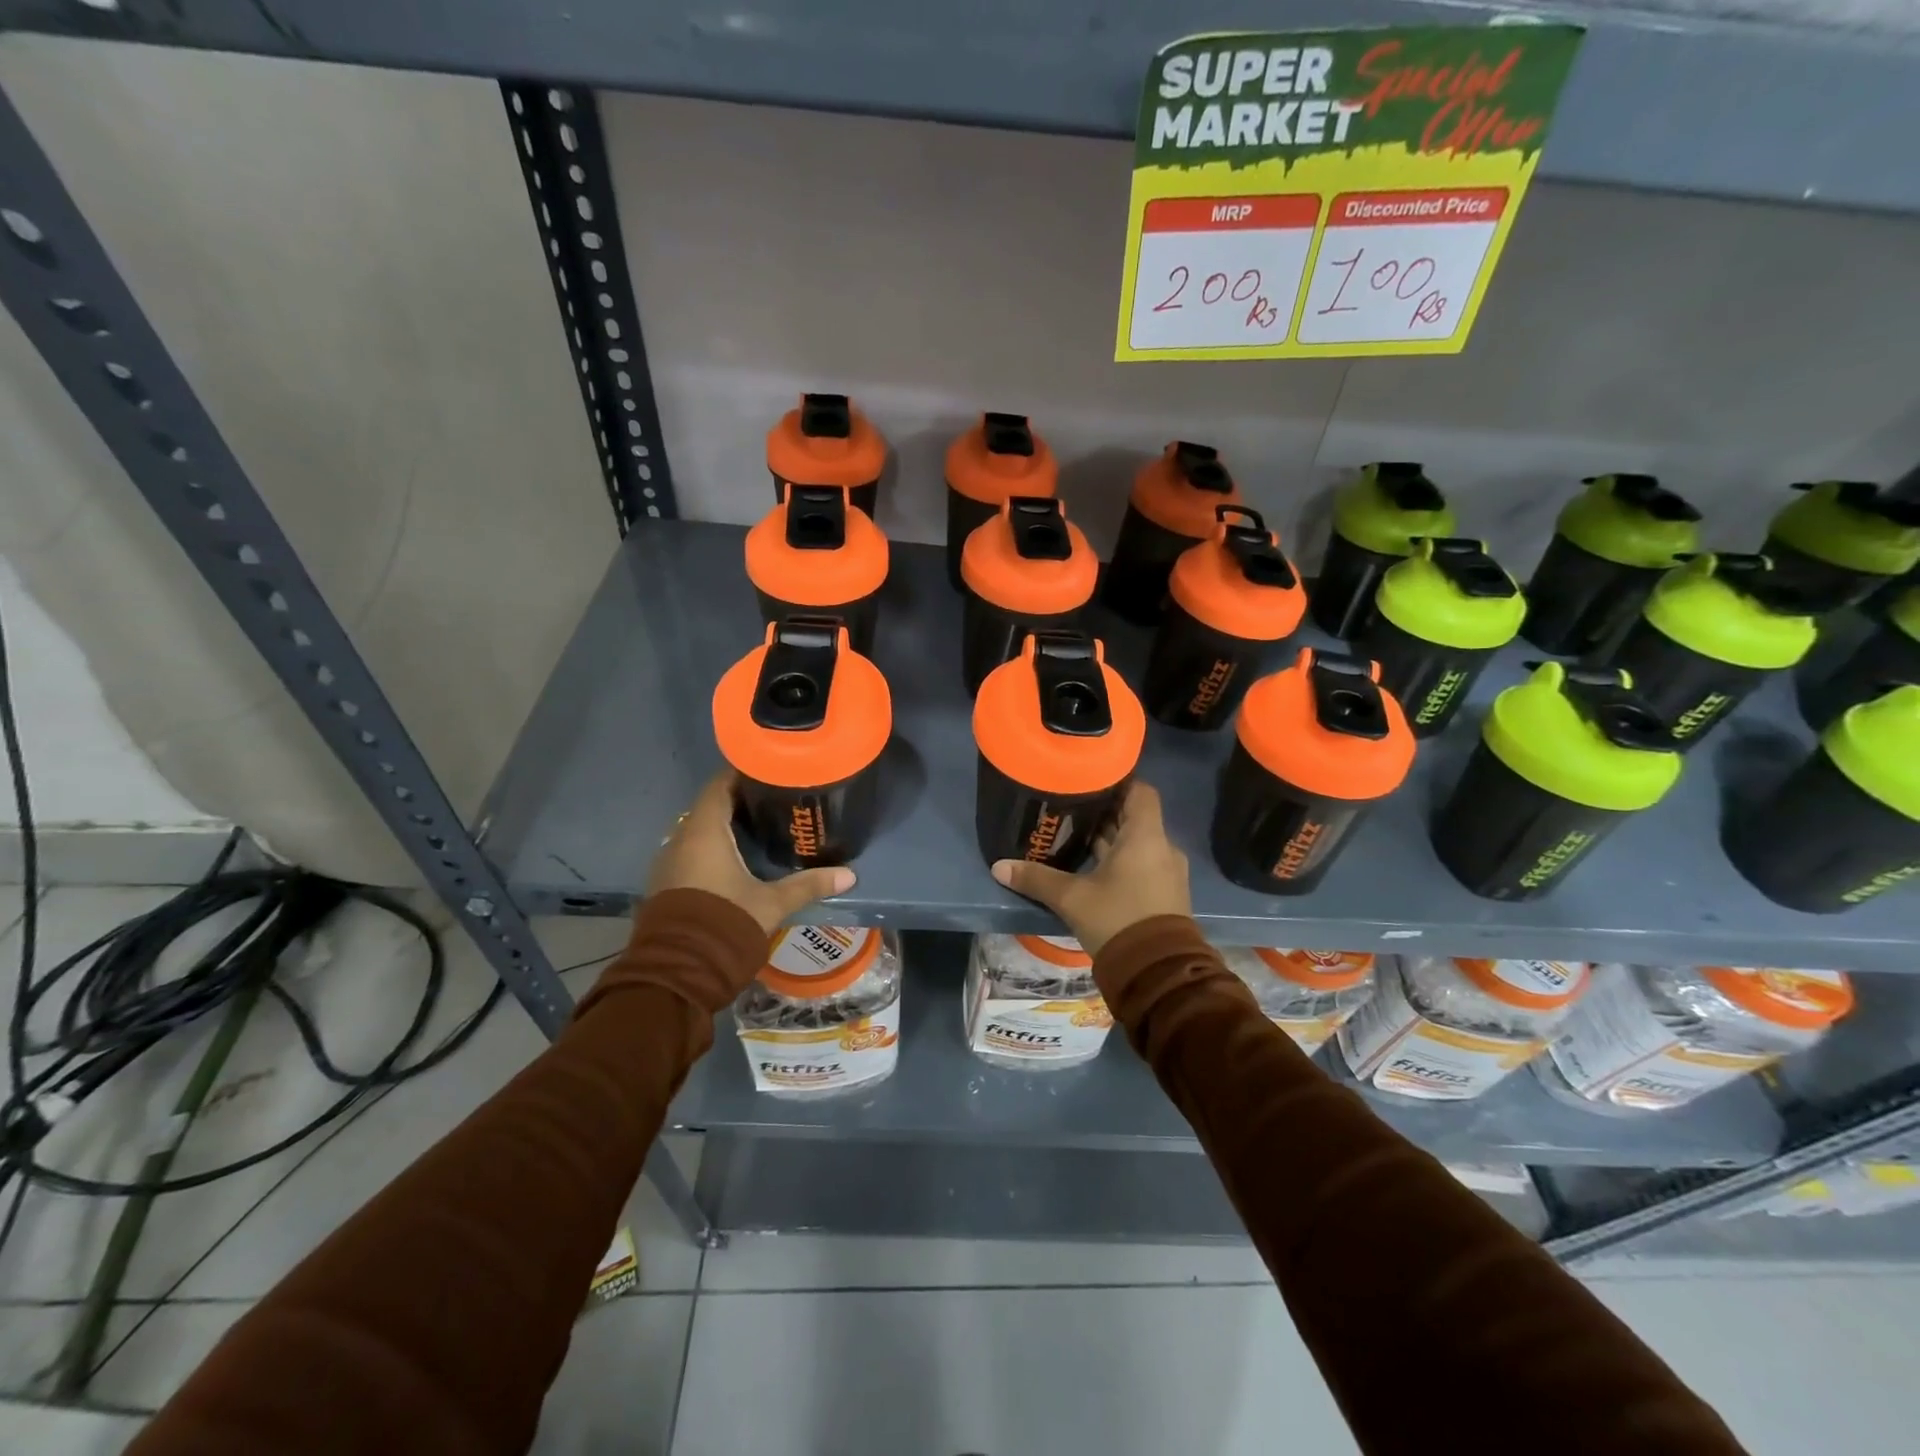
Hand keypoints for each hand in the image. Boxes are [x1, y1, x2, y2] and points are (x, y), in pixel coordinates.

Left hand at [648, 771, 855, 933]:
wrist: (678, 972)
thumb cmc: (726, 924)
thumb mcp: (772, 904)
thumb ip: (808, 885)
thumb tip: (849, 875)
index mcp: (704, 832)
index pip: (719, 786)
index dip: (740, 774)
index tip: (766, 769)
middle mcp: (680, 840)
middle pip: (708, 807)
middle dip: (736, 800)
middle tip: (770, 799)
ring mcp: (668, 863)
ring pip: (696, 830)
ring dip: (721, 826)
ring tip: (756, 826)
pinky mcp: (665, 884)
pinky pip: (689, 852)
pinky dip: (710, 847)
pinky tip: (733, 859)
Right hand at [991, 782, 1190, 956]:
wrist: (1157, 974)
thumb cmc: (1117, 920)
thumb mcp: (1072, 898)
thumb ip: (1036, 879)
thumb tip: (999, 867)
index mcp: (1145, 837)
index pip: (1140, 791)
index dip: (1118, 782)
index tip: (1090, 782)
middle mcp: (1162, 848)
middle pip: (1135, 817)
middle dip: (1105, 812)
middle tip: (1072, 807)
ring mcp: (1167, 873)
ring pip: (1138, 843)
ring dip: (1112, 839)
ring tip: (1076, 835)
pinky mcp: (1165, 894)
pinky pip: (1143, 864)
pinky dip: (1121, 860)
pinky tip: (1092, 868)